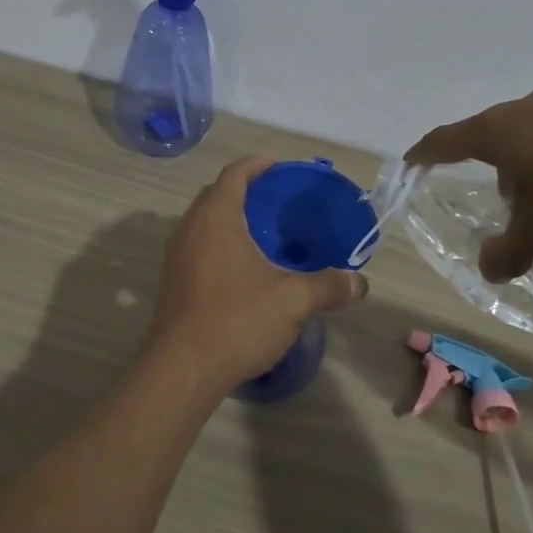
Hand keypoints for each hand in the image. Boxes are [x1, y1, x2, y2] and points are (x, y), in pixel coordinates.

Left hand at [149, 155, 367, 394]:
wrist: (182, 370)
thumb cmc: (237, 320)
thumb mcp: (293, 300)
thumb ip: (328, 286)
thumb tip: (360, 283)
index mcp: (215, 218)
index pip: (234, 175)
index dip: (257, 164)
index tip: (278, 162)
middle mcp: (190, 228)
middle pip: (216, 195)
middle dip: (244, 189)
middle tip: (276, 197)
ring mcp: (176, 256)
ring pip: (204, 223)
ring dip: (230, 218)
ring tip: (263, 231)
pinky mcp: (173, 282)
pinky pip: (199, 246)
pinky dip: (221, 243)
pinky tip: (244, 267)